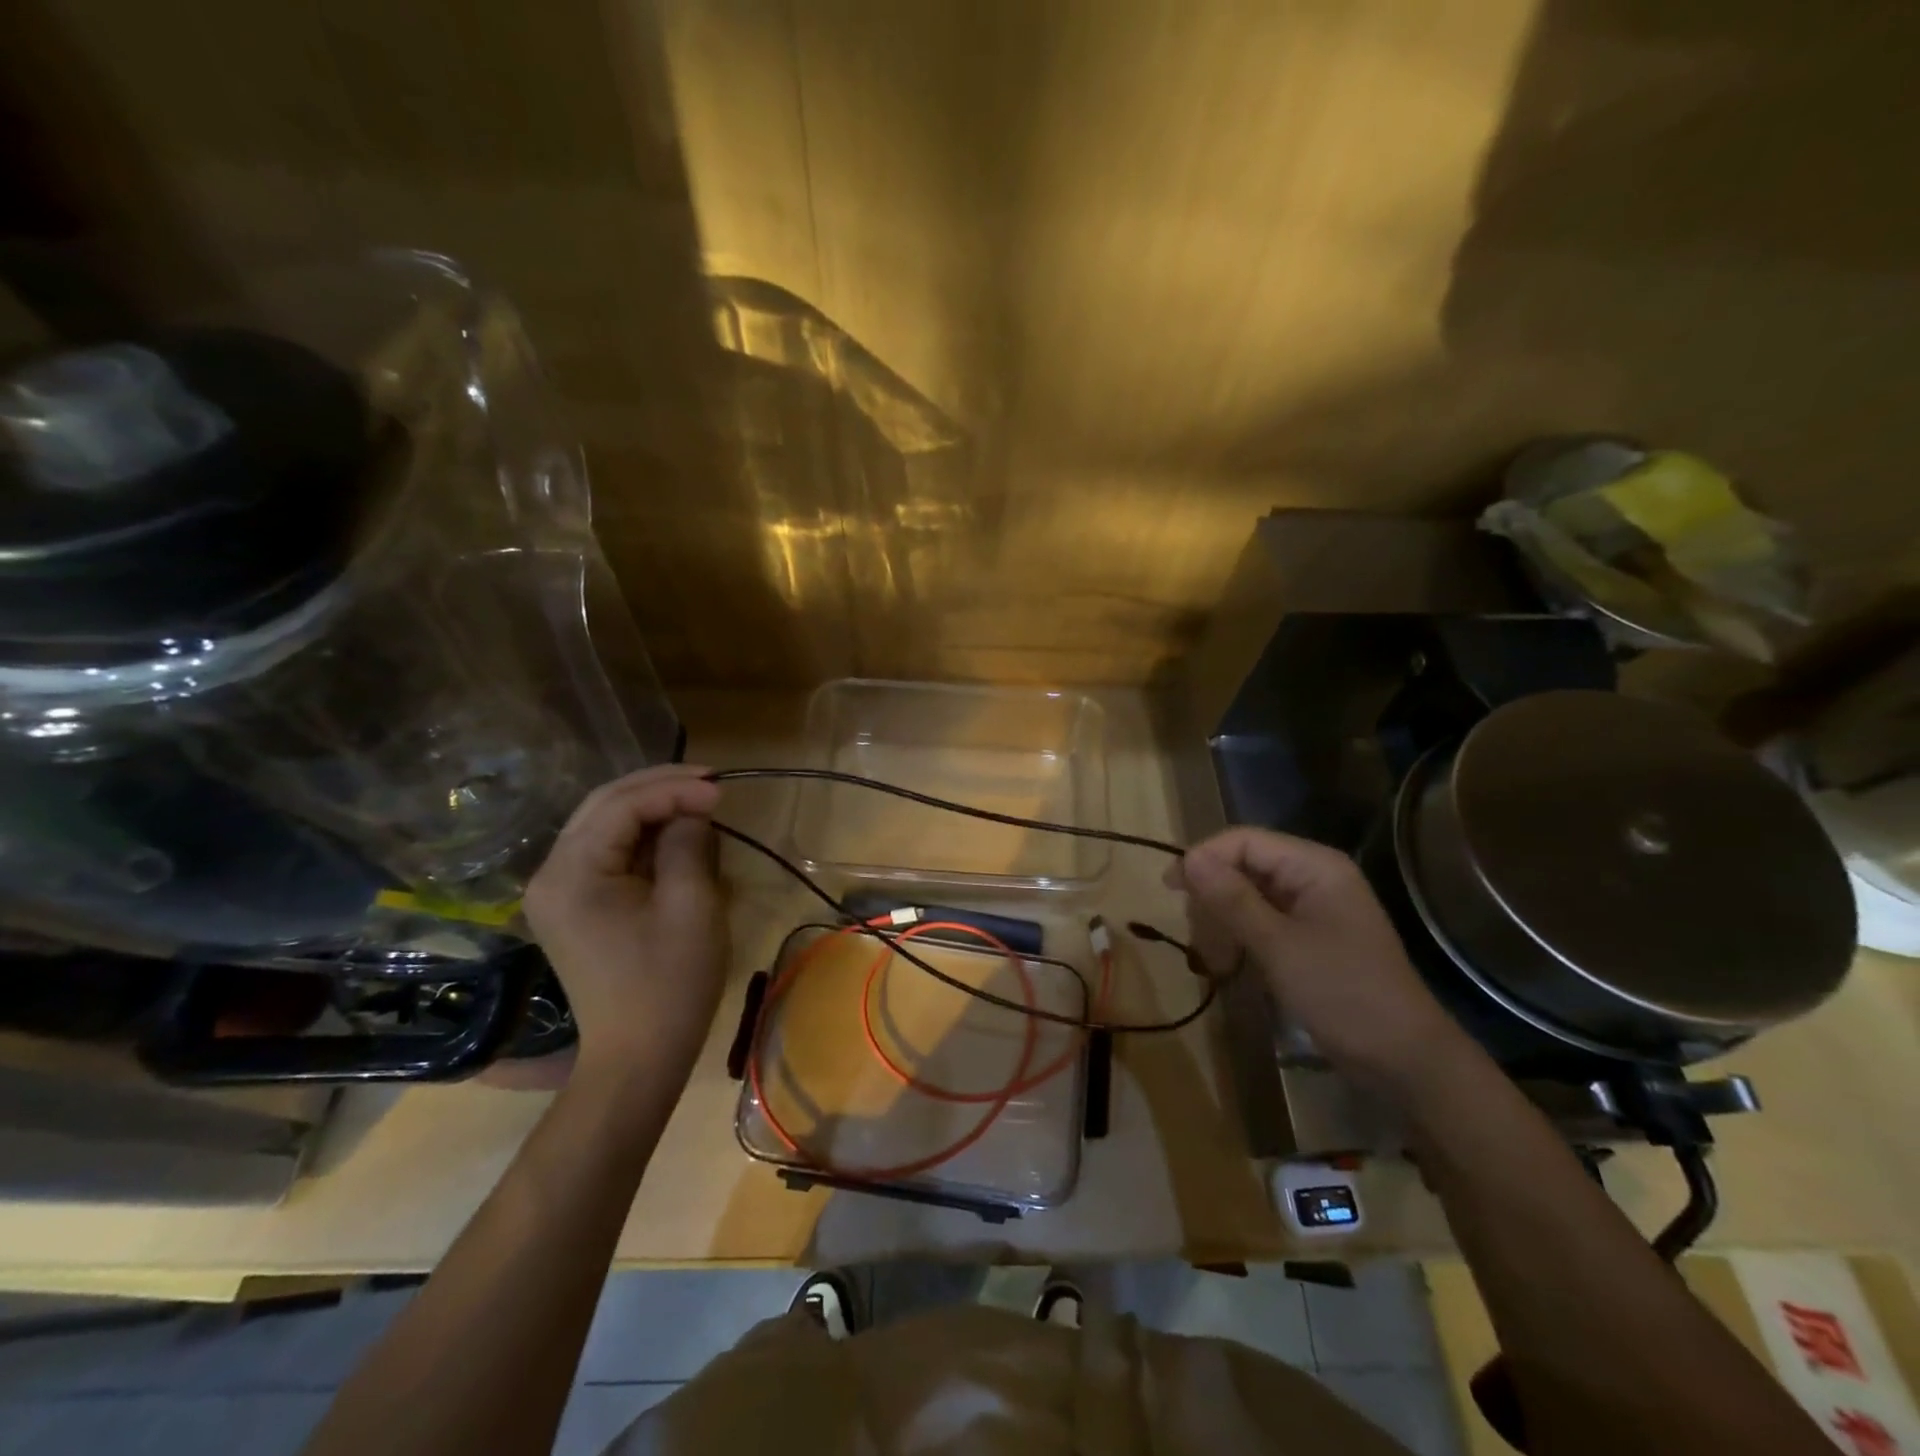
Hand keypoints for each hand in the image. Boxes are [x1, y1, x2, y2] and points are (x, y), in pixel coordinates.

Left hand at [522, 765, 725, 1092]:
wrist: (638, 1057)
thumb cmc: (669, 983)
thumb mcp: (690, 906)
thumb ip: (688, 844)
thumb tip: (692, 811)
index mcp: (571, 873)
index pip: (622, 806)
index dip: (675, 789)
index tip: (722, 790)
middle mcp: (551, 873)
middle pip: (604, 805)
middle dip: (661, 786)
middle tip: (713, 782)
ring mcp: (559, 890)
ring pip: (605, 823)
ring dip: (653, 806)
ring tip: (701, 800)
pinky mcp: (574, 905)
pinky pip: (608, 851)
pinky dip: (644, 835)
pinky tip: (677, 831)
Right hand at [1172, 828, 1467, 1093]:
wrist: (1405, 1061)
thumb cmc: (1343, 994)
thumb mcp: (1279, 946)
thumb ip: (1232, 899)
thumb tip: (1188, 858)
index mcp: (1314, 866)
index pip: (1244, 841)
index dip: (1204, 858)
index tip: (1170, 889)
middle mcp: (1314, 877)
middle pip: (1244, 865)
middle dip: (1214, 894)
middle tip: (1197, 935)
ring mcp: (1314, 908)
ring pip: (1249, 894)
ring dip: (1223, 919)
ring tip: (1213, 957)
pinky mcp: (1310, 936)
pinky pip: (1263, 920)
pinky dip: (1241, 936)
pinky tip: (1230, 963)